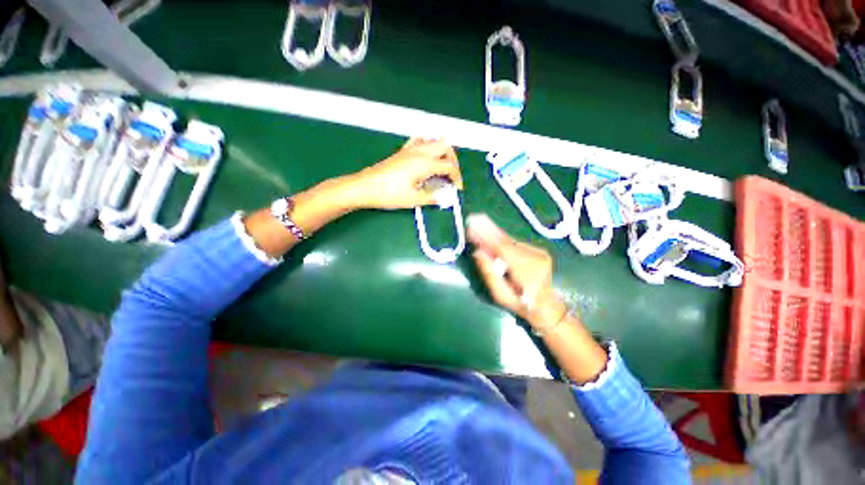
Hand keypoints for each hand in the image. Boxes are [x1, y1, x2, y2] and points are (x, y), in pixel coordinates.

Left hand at [353, 138, 462, 209]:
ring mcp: (410, 149)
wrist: (365, 187)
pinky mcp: (402, 152)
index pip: (449, 166)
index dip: (457, 177)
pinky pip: (419, 141)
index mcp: (424, 163)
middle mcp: (419, 152)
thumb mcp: (413, 199)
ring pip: (433, 141)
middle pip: (445, 146)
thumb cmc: (388, 194)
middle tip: (452, 175)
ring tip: (442, 166)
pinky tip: (426, 156)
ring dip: (442, 151)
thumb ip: (432, 197)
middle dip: (453, 160)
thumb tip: (444, 198)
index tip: (457, 188)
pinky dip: (427, 145)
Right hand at [467, 213, 566, 328]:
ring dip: (495, 235)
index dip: (486, 236)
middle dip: (488, 231)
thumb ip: (488, 273)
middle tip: (474, 220)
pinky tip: (493, 238)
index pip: (503, 248)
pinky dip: (503, 241)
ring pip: (511, 241)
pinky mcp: (540, 250)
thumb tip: (477, 252)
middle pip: (507, 241)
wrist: (546, 306)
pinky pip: (516, 243)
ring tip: (480, 226)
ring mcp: (540, 252)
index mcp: (526, 271)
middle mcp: (535, 257)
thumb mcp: (500, 295)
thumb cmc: (519, 303)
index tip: (472, 227)